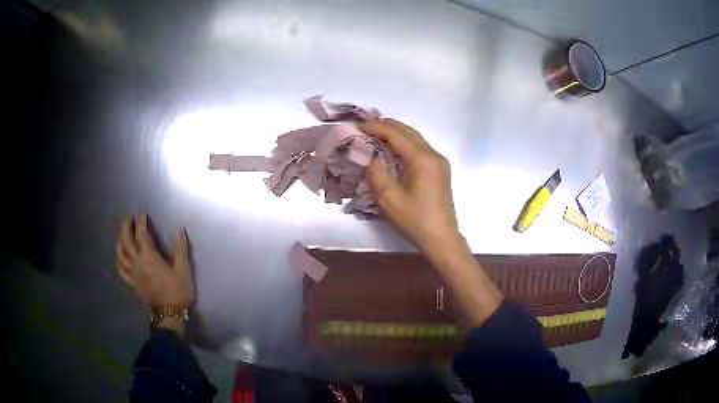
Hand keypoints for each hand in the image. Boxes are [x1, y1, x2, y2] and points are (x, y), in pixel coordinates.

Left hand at [116, 213, 193, 333]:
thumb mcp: (183, 270)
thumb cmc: (177, 290)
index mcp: (149, 257)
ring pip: (121, 253)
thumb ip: (181, 249)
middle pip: (126, 241)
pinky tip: (120, 257)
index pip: (142, 235)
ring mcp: (133, 273)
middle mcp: (137, 262)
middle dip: (126, 227)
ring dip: (120, 241)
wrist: (170, 313)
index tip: (143, 214)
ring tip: (122, 234)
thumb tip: (180, 231)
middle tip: (128, 219)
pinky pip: (121, 269)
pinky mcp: (132, 282)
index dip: (141, 223)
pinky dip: (119, 260)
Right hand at [359, 118, 460, 255]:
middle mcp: (433, 154)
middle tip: (363, 128)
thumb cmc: (414, 220)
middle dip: (385, 126)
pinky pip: (420, 148)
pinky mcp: (440, 170)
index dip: (374, 127)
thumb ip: (375, 170)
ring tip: (374, 134)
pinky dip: (404, 143)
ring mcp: (439, 161)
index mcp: (422, 159)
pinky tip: (392, 149)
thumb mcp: (388, 197)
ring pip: (415, 137)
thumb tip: (366, 152)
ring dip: (395, 133)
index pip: (395, 133)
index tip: (356, 127)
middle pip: (407, 131)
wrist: (441, 239)